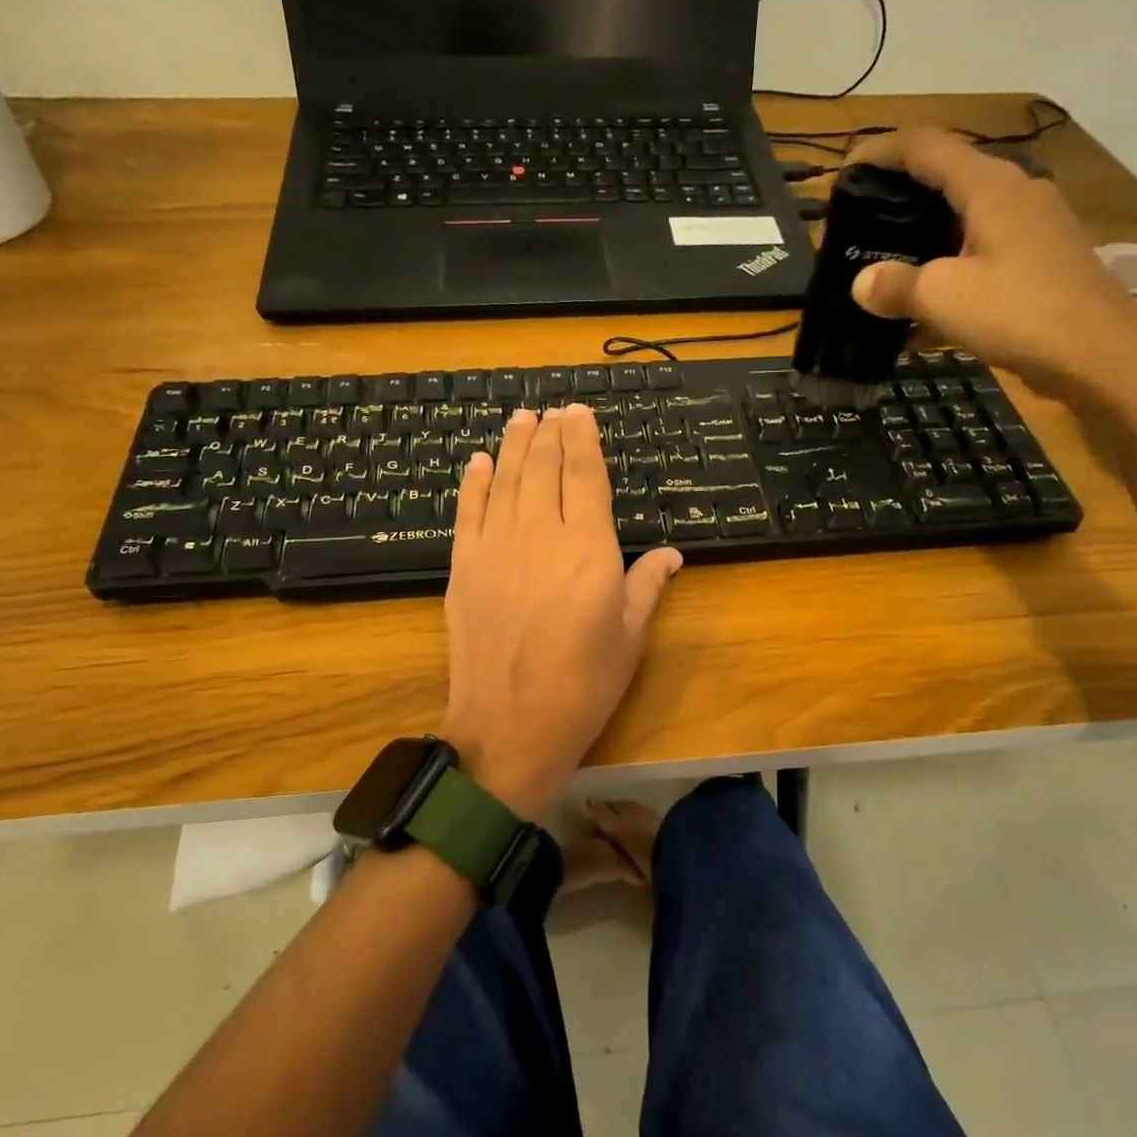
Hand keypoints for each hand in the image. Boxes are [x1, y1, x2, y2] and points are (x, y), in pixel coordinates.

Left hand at [438, 405, 682, 821]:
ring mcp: (495, 548)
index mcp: (588, 548)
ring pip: (506, 480)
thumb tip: (673, 555)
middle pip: (543, 468)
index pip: (584, 475)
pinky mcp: (464, 567)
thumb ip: (648, 587)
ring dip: (515, 445)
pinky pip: (468, 511)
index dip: (582, 438)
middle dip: (550, 433)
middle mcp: (539, 535)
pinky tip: (481, 461)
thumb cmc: (583, 686)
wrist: (510, 726)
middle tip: (553, 409)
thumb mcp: (629, 638)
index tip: (580, 412)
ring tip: (522, 417)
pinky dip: (475, 481)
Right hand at [845, 126, 1136, 399]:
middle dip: (900, 197)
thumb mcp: (941, 297)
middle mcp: (1014, 193)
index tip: (846, 170)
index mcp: (989, 186)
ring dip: (923, 238)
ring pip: (964, 219)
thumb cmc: (1017, 311)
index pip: (926, 146)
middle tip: (861, 224)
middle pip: (946, 178)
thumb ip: (895, 285)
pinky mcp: (1040, 260)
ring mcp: (1032, 227)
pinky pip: (981, 253)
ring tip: (886, 266)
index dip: (881, 151)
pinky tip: (923, 309)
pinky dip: (948, 270)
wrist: (1097, 354)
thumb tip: (862, 283)